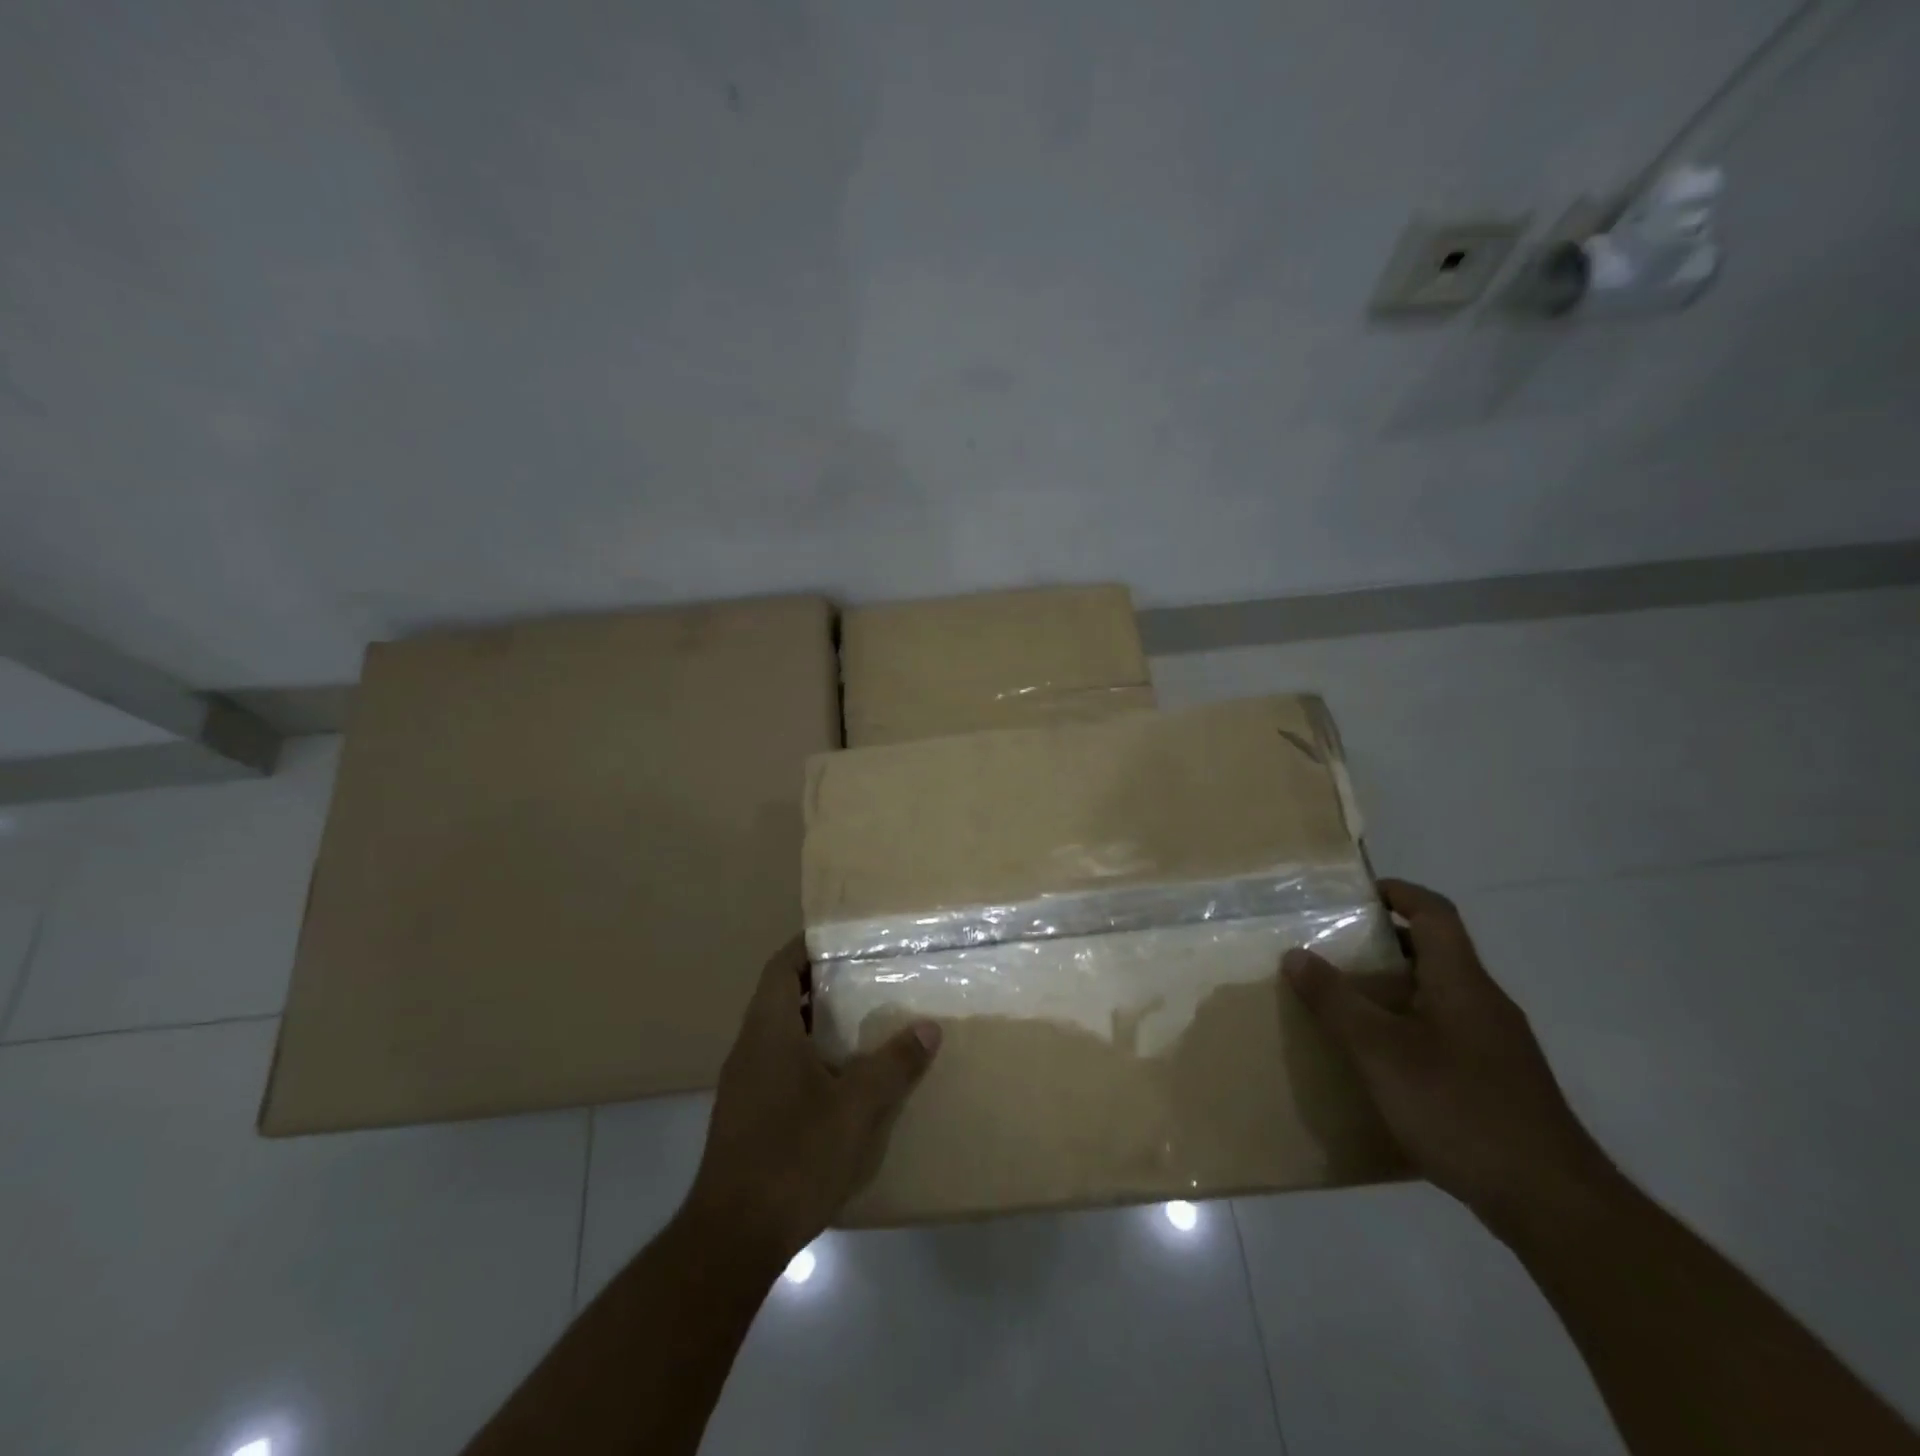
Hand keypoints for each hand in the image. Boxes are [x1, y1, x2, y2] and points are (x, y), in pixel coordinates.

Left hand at [686, 937, 940, 1262]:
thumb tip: (928, 1027)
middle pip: (782, 997)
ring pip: (781, 1034)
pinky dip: (810, 1057)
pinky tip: (842, 1080)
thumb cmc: (793, 1157)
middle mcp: (749, 1049)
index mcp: (767, 1032)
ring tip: (864, 1021)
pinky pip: (780, 1066)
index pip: (780, 967)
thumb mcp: (855, 1109)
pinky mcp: (747, 1117)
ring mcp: (744, 1086)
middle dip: (822, 983)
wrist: (731, 1240)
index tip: (844, 937)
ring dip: (817, 1022)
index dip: (808, 945)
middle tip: (867, 976)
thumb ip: (893, 1065)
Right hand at [1283, 879, 1611, 1228]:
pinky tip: (1382, 1062)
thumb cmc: (1461, 1109)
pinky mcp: (1499, 1082)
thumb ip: (1336, 1001)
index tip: (1356, 893)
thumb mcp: (1380, 1051)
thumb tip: (1296, 954)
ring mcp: (1497, 1045)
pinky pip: (1446, 1032)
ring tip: (1345, 1004)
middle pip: (1434, 952)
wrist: (1553, 1204)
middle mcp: (1484, 1003)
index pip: (1435, 913)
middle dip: (1382, 944)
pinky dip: (1408, 1028)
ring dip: (1392, 989)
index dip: (1398, 892)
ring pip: (1438, 995)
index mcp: (1462, 982)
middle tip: (1332, 950)